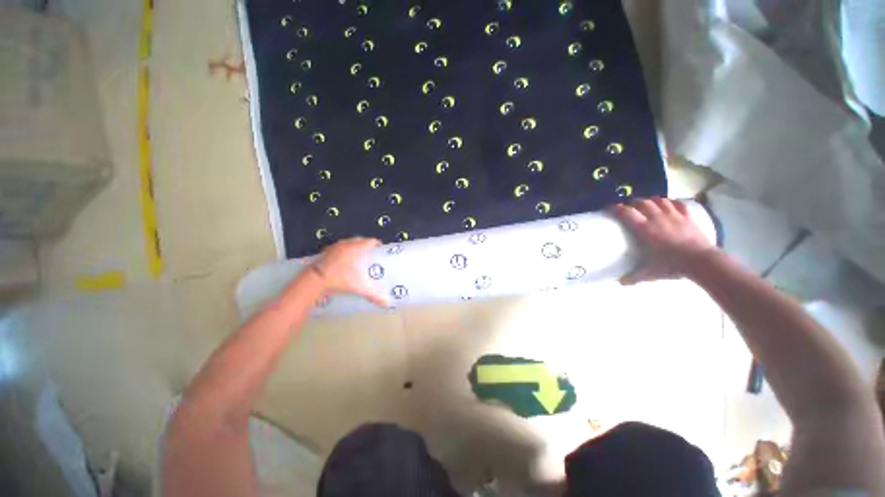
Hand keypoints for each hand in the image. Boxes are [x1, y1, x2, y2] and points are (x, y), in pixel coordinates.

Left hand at [310, 237, 388, 306]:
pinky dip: (344, 250)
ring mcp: (335, 246)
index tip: (381, 250)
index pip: (371, 241)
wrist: (315, 280)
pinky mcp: (326, 250)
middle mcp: (347, 243)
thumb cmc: (341, 280)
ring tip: (359, 256)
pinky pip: (339, 247)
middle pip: (361, 240)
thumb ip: (374, 294)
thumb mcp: (360, 288)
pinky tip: (344, 260)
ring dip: (355, 247)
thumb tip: (387, 304)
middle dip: (367, 245)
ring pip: (349, 242)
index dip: (378, 245)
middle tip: (371, 254)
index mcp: (357, 248)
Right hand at [613, 198, 716, 284]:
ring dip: (651, 200)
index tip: (611, 207)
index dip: (617, 208)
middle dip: (633, 202)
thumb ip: (633, 277)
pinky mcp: (688, 217)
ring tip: (647, 203)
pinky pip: (677, 204)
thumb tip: (620, 283)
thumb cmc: (672, 265)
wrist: (701, 261)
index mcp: (645, 229)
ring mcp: (674, 216)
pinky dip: (671, 202)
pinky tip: (669, 203)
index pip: (627, 213)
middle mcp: (657, 218)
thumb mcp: (649, 273)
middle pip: (642, 203)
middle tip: (629, 206)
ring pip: (659, 200)